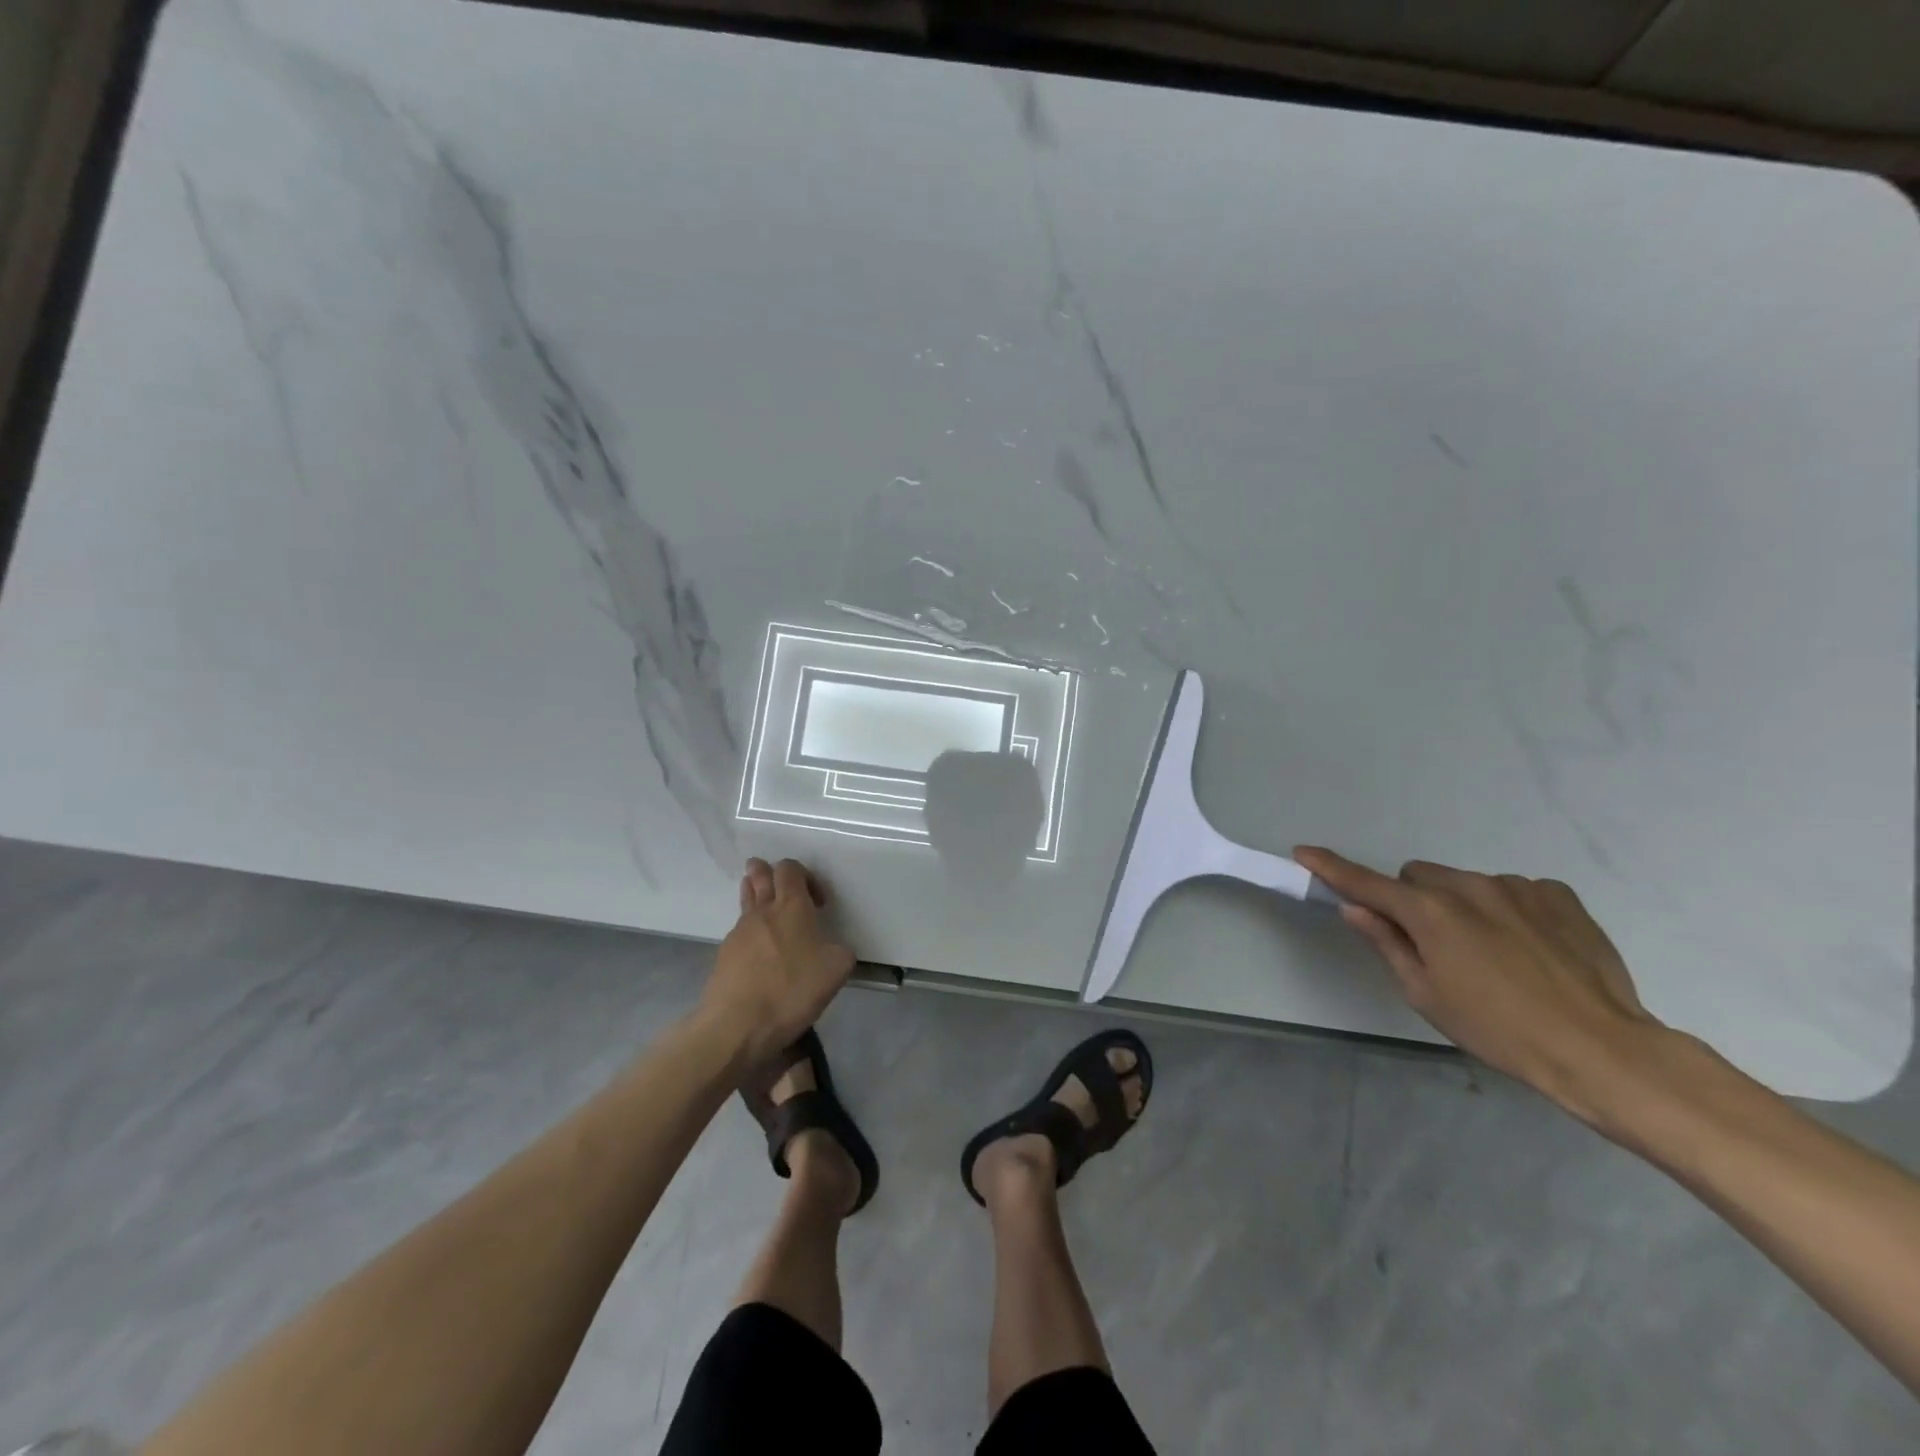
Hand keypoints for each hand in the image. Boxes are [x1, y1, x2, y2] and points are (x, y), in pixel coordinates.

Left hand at [702, 858, 855, 1064]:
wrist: (737, 1025)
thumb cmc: (791, 990)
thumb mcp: (837, 970)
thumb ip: (840, 951)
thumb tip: (832, 949)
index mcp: (791, 906)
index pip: (790, 868)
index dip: (805, 875)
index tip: (818, 903)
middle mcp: (762, 911)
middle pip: (759, 875)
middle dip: (766, 872)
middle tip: (776, 881)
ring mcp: (738, 933)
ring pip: (746, 901)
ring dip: (755, 896)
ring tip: (766, 908)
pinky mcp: (723, 956)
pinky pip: (739, 932)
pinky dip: (750, 932)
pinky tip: (759, 953)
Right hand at [1296, 847, 1663, 1124]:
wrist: (1601, 1049)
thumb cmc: (1498, 1030)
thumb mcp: (1426, 995)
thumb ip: (1387, 943)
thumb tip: (1355, 909)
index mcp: (1429, 912)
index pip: (1365, 882)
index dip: (1331, 868)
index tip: (1304, 852)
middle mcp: (1468, 885)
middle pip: (1417, 878)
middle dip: (1413, 901)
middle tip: (1432, 946)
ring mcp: (1516, 886)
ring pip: (1464, 883)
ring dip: (1461, 906)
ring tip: (1493, 955)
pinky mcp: (1558, 895)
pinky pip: (1512, 890)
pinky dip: (1506, 910)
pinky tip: (1529, 949)